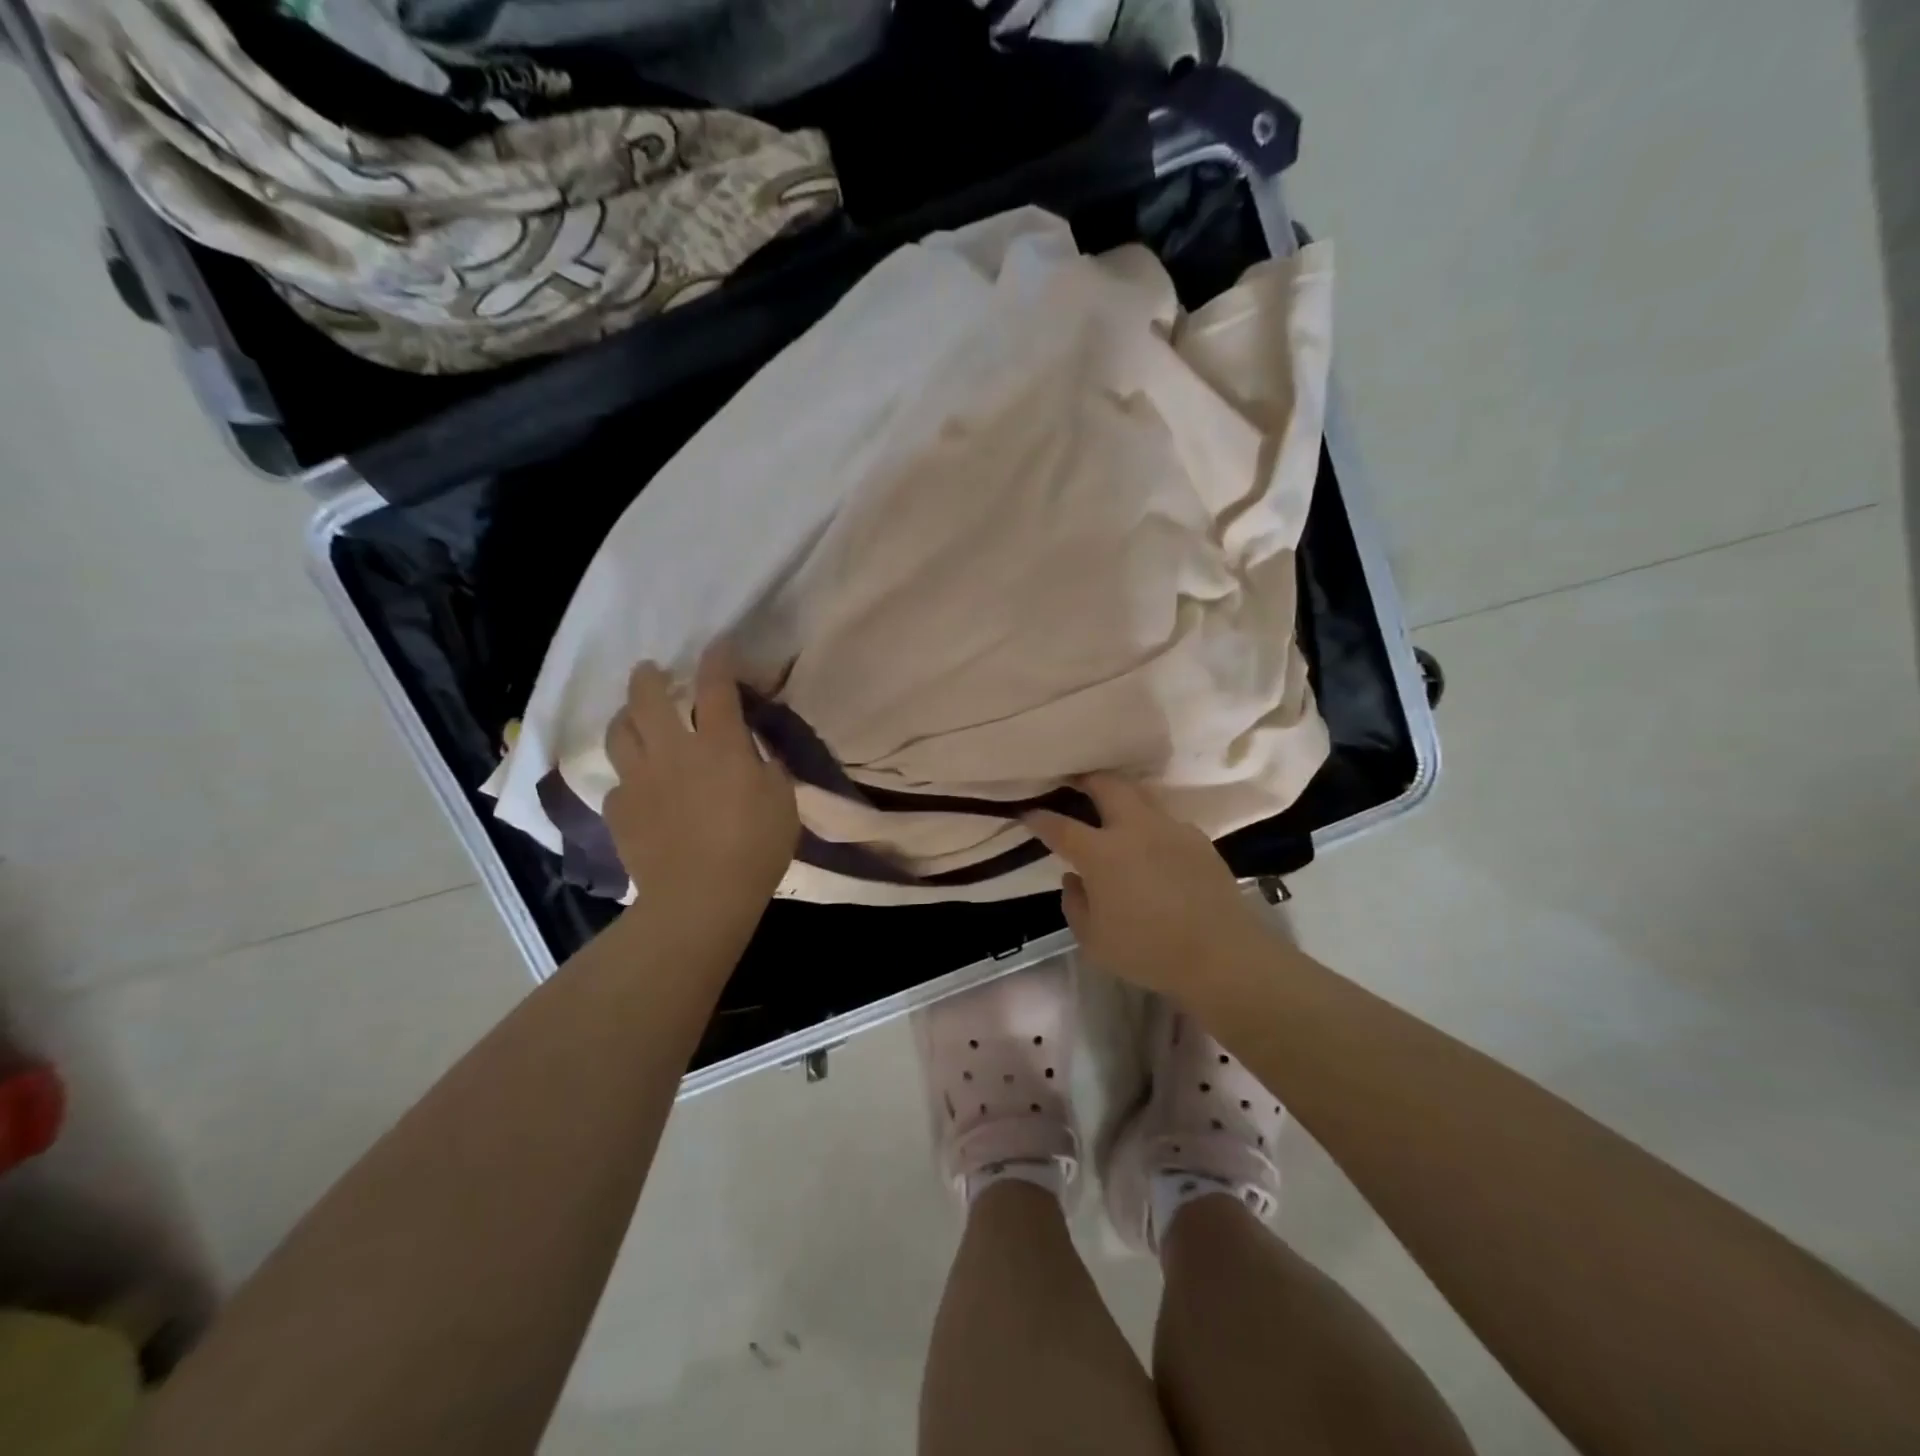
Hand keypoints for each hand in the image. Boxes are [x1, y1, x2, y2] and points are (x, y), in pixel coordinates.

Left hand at [603, 643, 798, 916]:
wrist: (700, 898)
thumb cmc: (754, 847)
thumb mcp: (782, 802)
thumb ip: (767, 770)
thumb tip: (753, 757)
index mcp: (719, 744)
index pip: (716, 688)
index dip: (717, 660)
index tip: (718, 645)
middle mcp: (672, 751)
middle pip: (649, 698)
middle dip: (649, 677)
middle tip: (650, 670)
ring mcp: (639, 780)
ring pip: (619, 734)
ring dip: (626, 718)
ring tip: (632, 718)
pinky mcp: (619, 811)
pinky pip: (617, 784)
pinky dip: (628, 779)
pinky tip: (638, 789)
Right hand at [1026, 774, 1274, 997]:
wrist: (1222, 955)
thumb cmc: (1148, 951)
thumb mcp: (1094, 941)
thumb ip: (1075, 904)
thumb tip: (1074, 878)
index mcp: (1101, 853)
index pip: (1060, 827)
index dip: (1040, 819)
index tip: (1028, 813)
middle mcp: (1134, 829)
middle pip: (1106, 785)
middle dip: (1086, 779)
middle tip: (1075, 782)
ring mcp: (1170, 829)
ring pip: (1140, 795)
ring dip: (1121, 795)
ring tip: (1113, 807)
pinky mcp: (1198, 839)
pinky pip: (1167, 821)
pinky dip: (1151, 824)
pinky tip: (1153, 845)